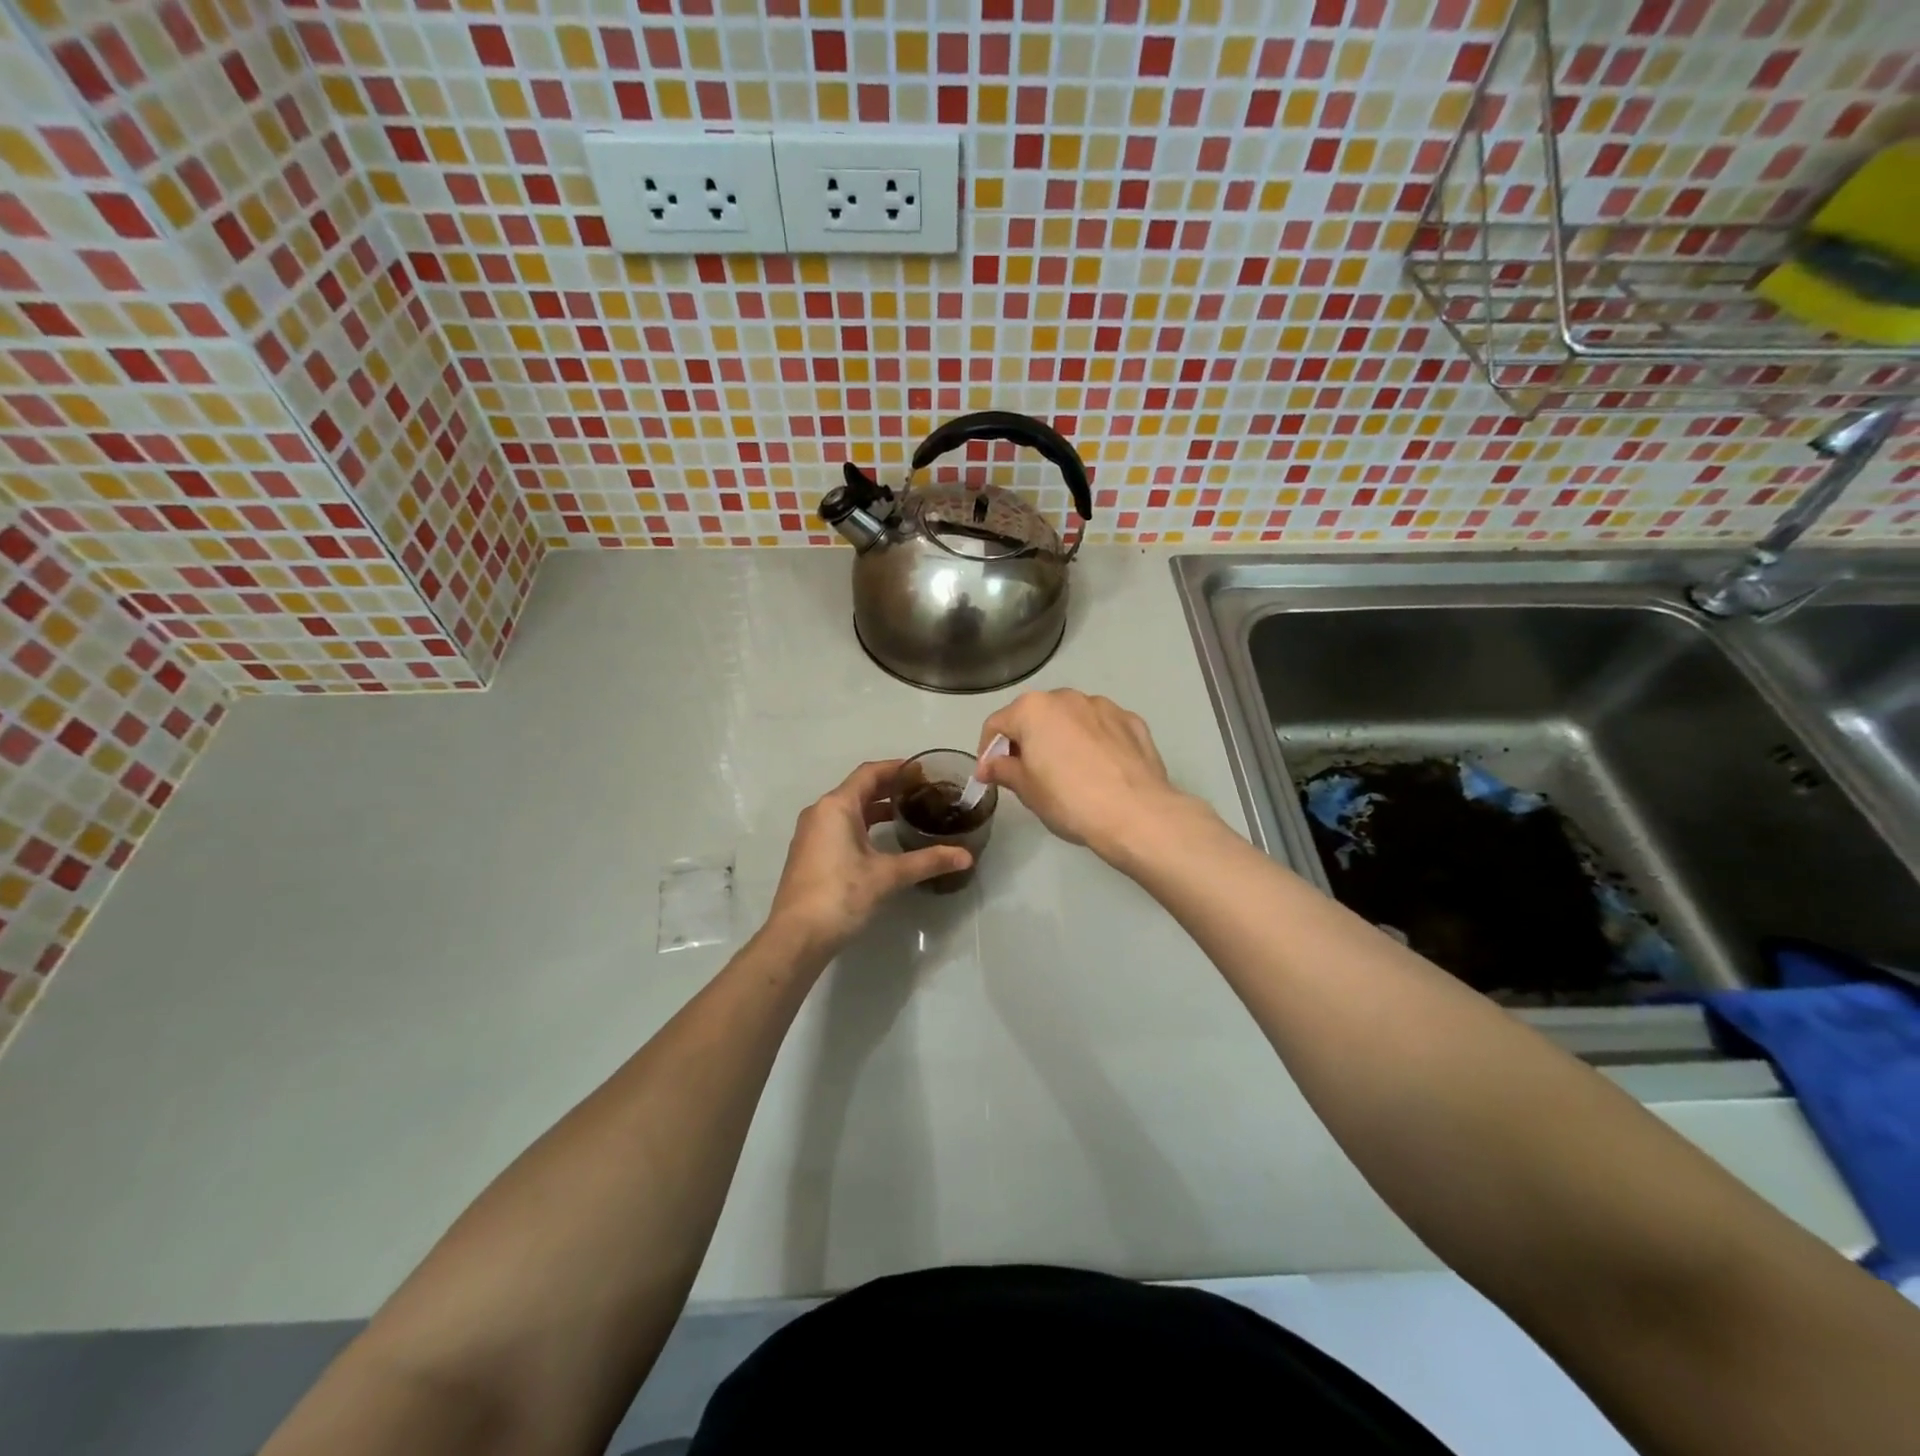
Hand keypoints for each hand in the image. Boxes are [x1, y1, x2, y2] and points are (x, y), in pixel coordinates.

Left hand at [767, 760, 972, 952]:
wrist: (797, 936)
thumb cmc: (841, 895)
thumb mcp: (888, 875)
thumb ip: (927, 861)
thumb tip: (966, 856)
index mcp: (837, 806)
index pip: (870, 773)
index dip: (897, 768)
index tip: (924, 771)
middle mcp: (820, 812)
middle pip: (859, 789)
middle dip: (890, 788)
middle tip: (923, 792)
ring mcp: (812, 834)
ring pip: (849, 809)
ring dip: (876, 807)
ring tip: (908, 813)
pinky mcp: (810, 853)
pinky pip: (840, 826)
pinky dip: (863, 825)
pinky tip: (883, 841)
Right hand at [978, 690, 1202, 861]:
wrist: (1136, 812)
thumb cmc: (1069, 800)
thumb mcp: (1027, 790)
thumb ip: (1003, 770)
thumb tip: (989, 766)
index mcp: (1033, 709)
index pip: (997, 724)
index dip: (988, 751)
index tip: (991, 776)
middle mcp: (1067, 697)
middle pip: (1035, 715)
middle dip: (1027, 740)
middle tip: (1028, 774)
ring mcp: (1104, 706)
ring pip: (1072, 718)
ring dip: (1063, 737)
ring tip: (1068, 772)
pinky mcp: (1132, 721)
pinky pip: (1103, 728)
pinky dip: (1094, 742)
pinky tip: (1100, 770)